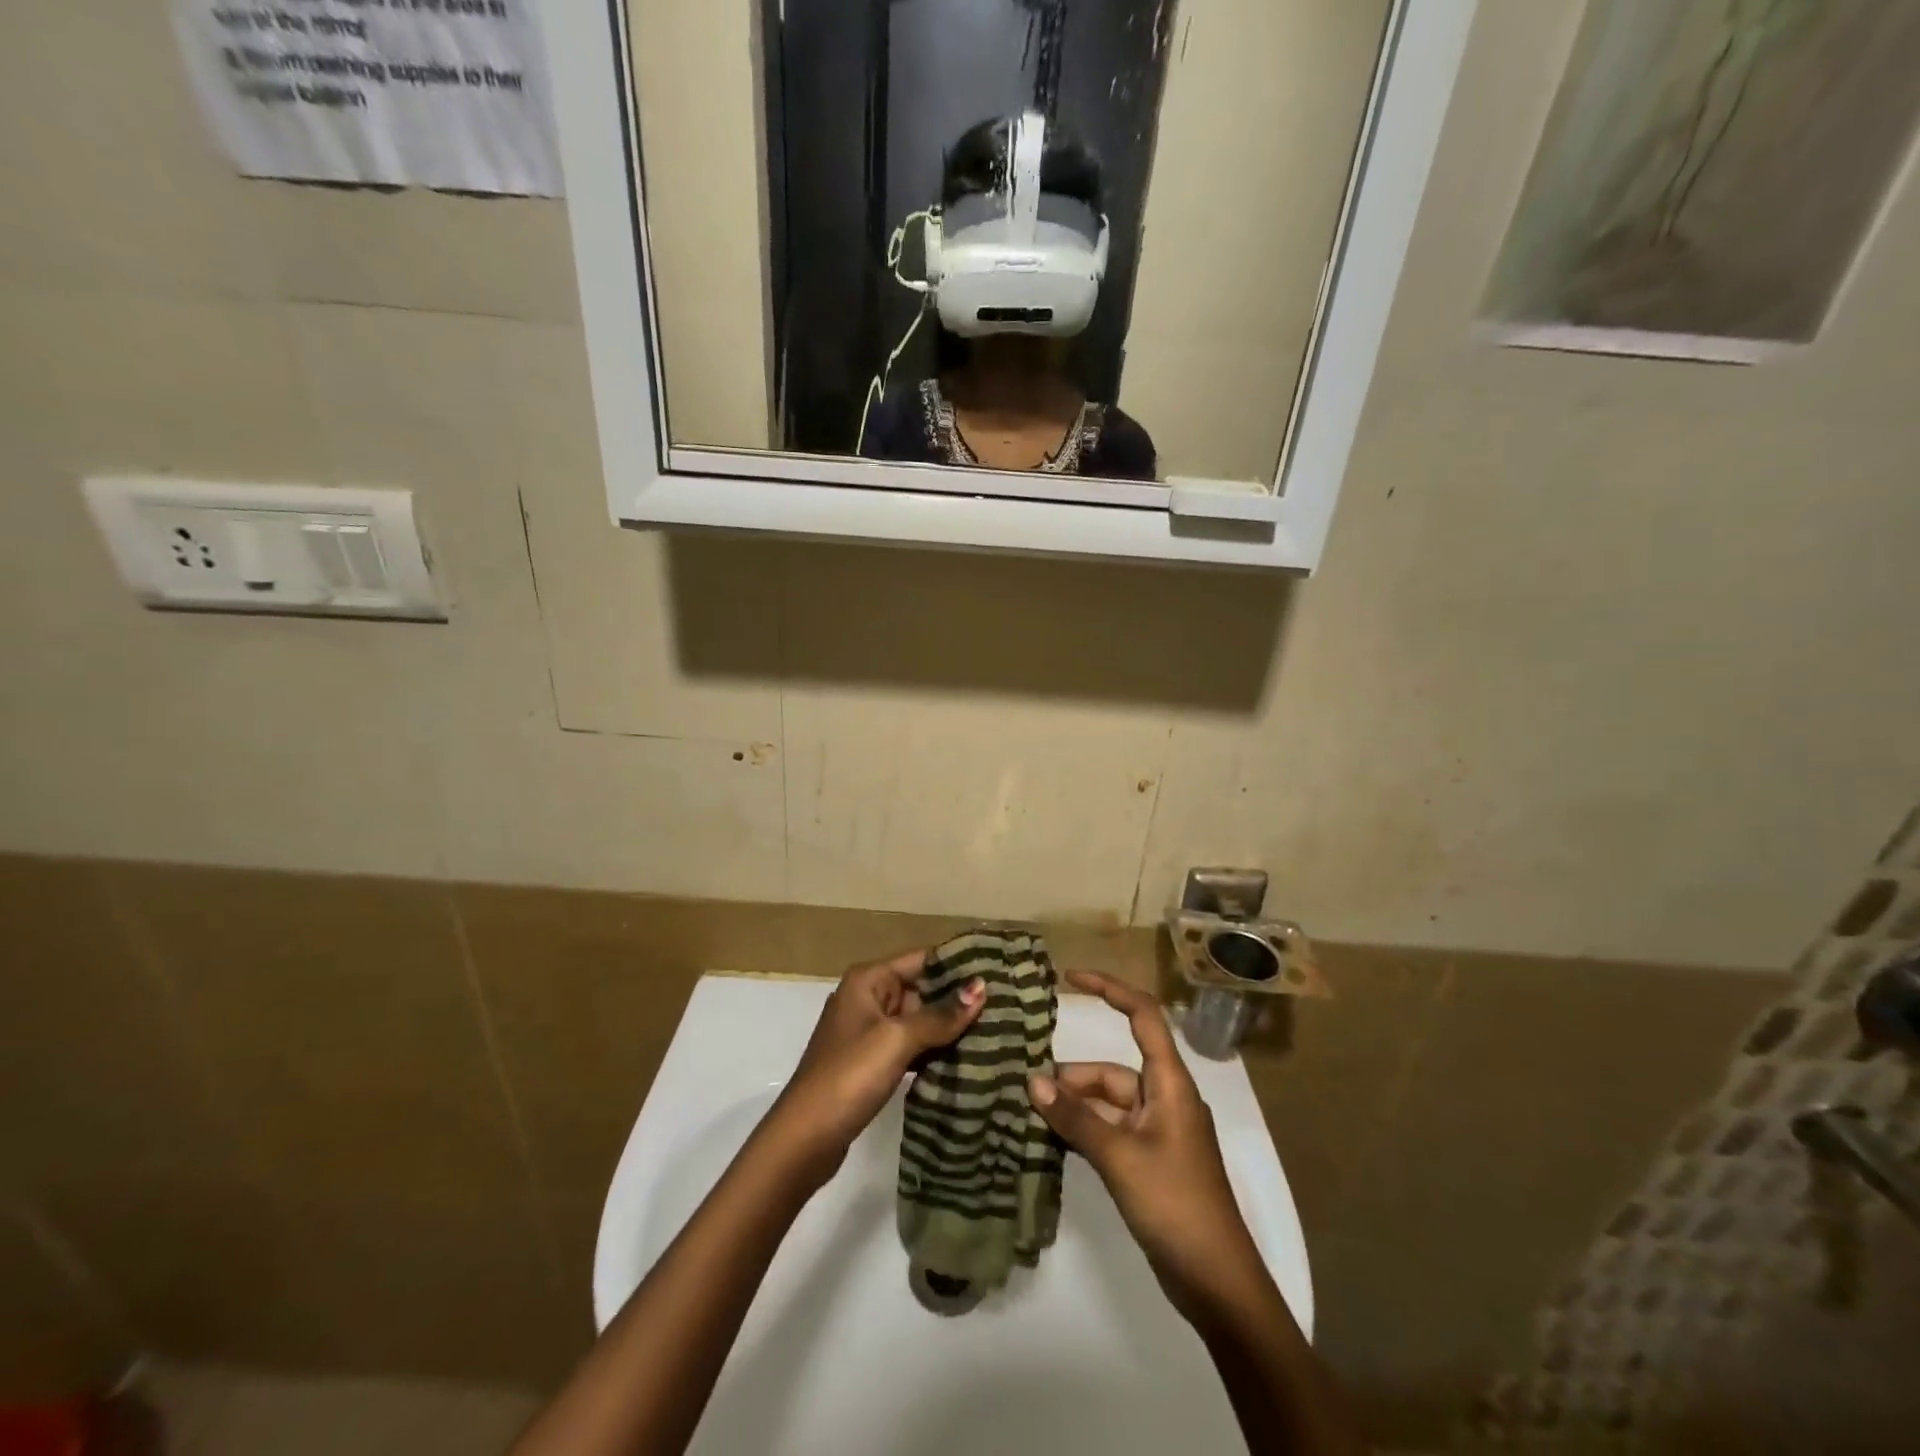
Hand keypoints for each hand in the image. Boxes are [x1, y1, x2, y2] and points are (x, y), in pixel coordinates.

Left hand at [768, 949, 984, 1181]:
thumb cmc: (849, 1076)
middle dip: (959, 998)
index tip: (999, 968)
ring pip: (919, 1020)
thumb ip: (940, 1014)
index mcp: (869, 979)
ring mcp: (869, 1031)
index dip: (958, 964)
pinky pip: (911, 1046)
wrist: (804, 1138)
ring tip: (997, 1030)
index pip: (922, 959)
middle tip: (1007, 1005)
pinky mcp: (872, 1062)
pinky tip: (967, 1059)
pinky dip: (934, 1050)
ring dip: (950, 1027)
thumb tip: (981, 987)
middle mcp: (868, 997)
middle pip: (922, 988)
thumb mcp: (897, 1039)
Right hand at [1029, 970, 1263, 1322]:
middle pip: (1114, 1068)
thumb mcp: (1119, 1156)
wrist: (1217, 1283)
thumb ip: (1075, 1118)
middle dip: (1073, 1075)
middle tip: (1027, 1088)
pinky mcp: (1150, 1160)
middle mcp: (1165, 1098)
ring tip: (1032, 1113)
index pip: (1143, 1016)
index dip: (1110, 989)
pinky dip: (1084, 1129)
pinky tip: (1052, 1138)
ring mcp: (1158, 1131)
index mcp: (1170, 1083)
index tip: (1071, 978)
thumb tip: (1032, 1081)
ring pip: (1108, 1102)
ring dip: (1074, 1105)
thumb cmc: (1175, 1204)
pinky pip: (1111, 1130)